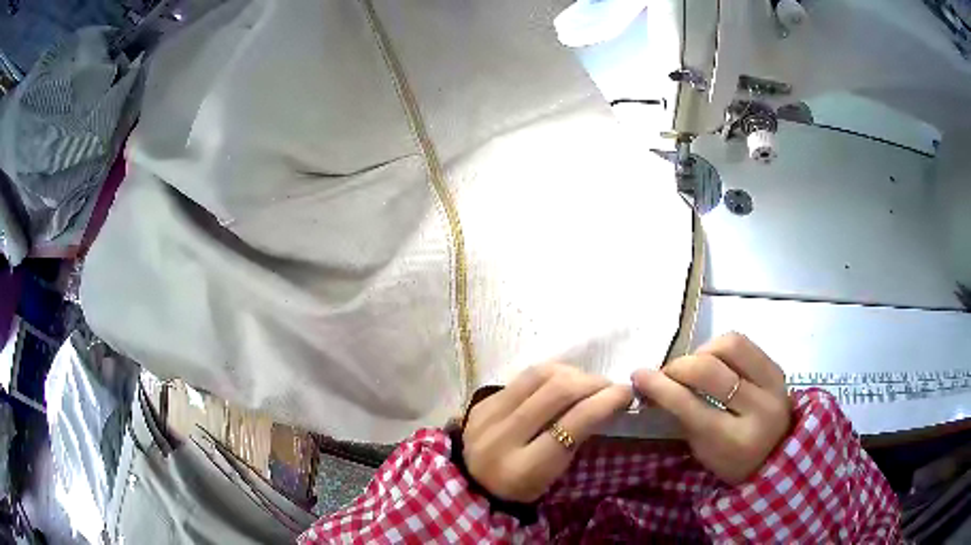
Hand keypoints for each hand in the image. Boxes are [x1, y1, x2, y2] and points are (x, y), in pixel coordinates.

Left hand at [463, 363, 632, 501]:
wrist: (470, 486)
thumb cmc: (521, 489)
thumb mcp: (552, 477)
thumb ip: (575, 441)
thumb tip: (604, 401)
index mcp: (524, 468)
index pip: (573, 423)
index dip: (606, 401)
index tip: (626, 392)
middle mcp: (502, 438)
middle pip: (557, 391)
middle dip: (592, 382)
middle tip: (609, 386)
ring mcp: (487, 416)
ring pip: (539, 375)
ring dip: (572, 372)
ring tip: (587, 381)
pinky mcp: (482, 402)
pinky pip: (522, 377)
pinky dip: (550, 374)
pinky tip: (562, 380)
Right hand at [632, 332, 791, 484]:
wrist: (778, 455)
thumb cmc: (732, 461)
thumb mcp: (703, 451)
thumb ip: (683, 416)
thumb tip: (653, 383)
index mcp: (735, 441)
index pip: (691, 407)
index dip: (661, 387)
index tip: (639, 375)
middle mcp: (759, 409)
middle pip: (710, 370)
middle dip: (679, 366)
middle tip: (667, 373)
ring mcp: (773, 385)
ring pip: (730, 345)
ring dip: (703, 351)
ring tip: (695, 365)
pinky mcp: (778, 368)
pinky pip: (745, 343)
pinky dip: (721, 347)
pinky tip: (714, 360)